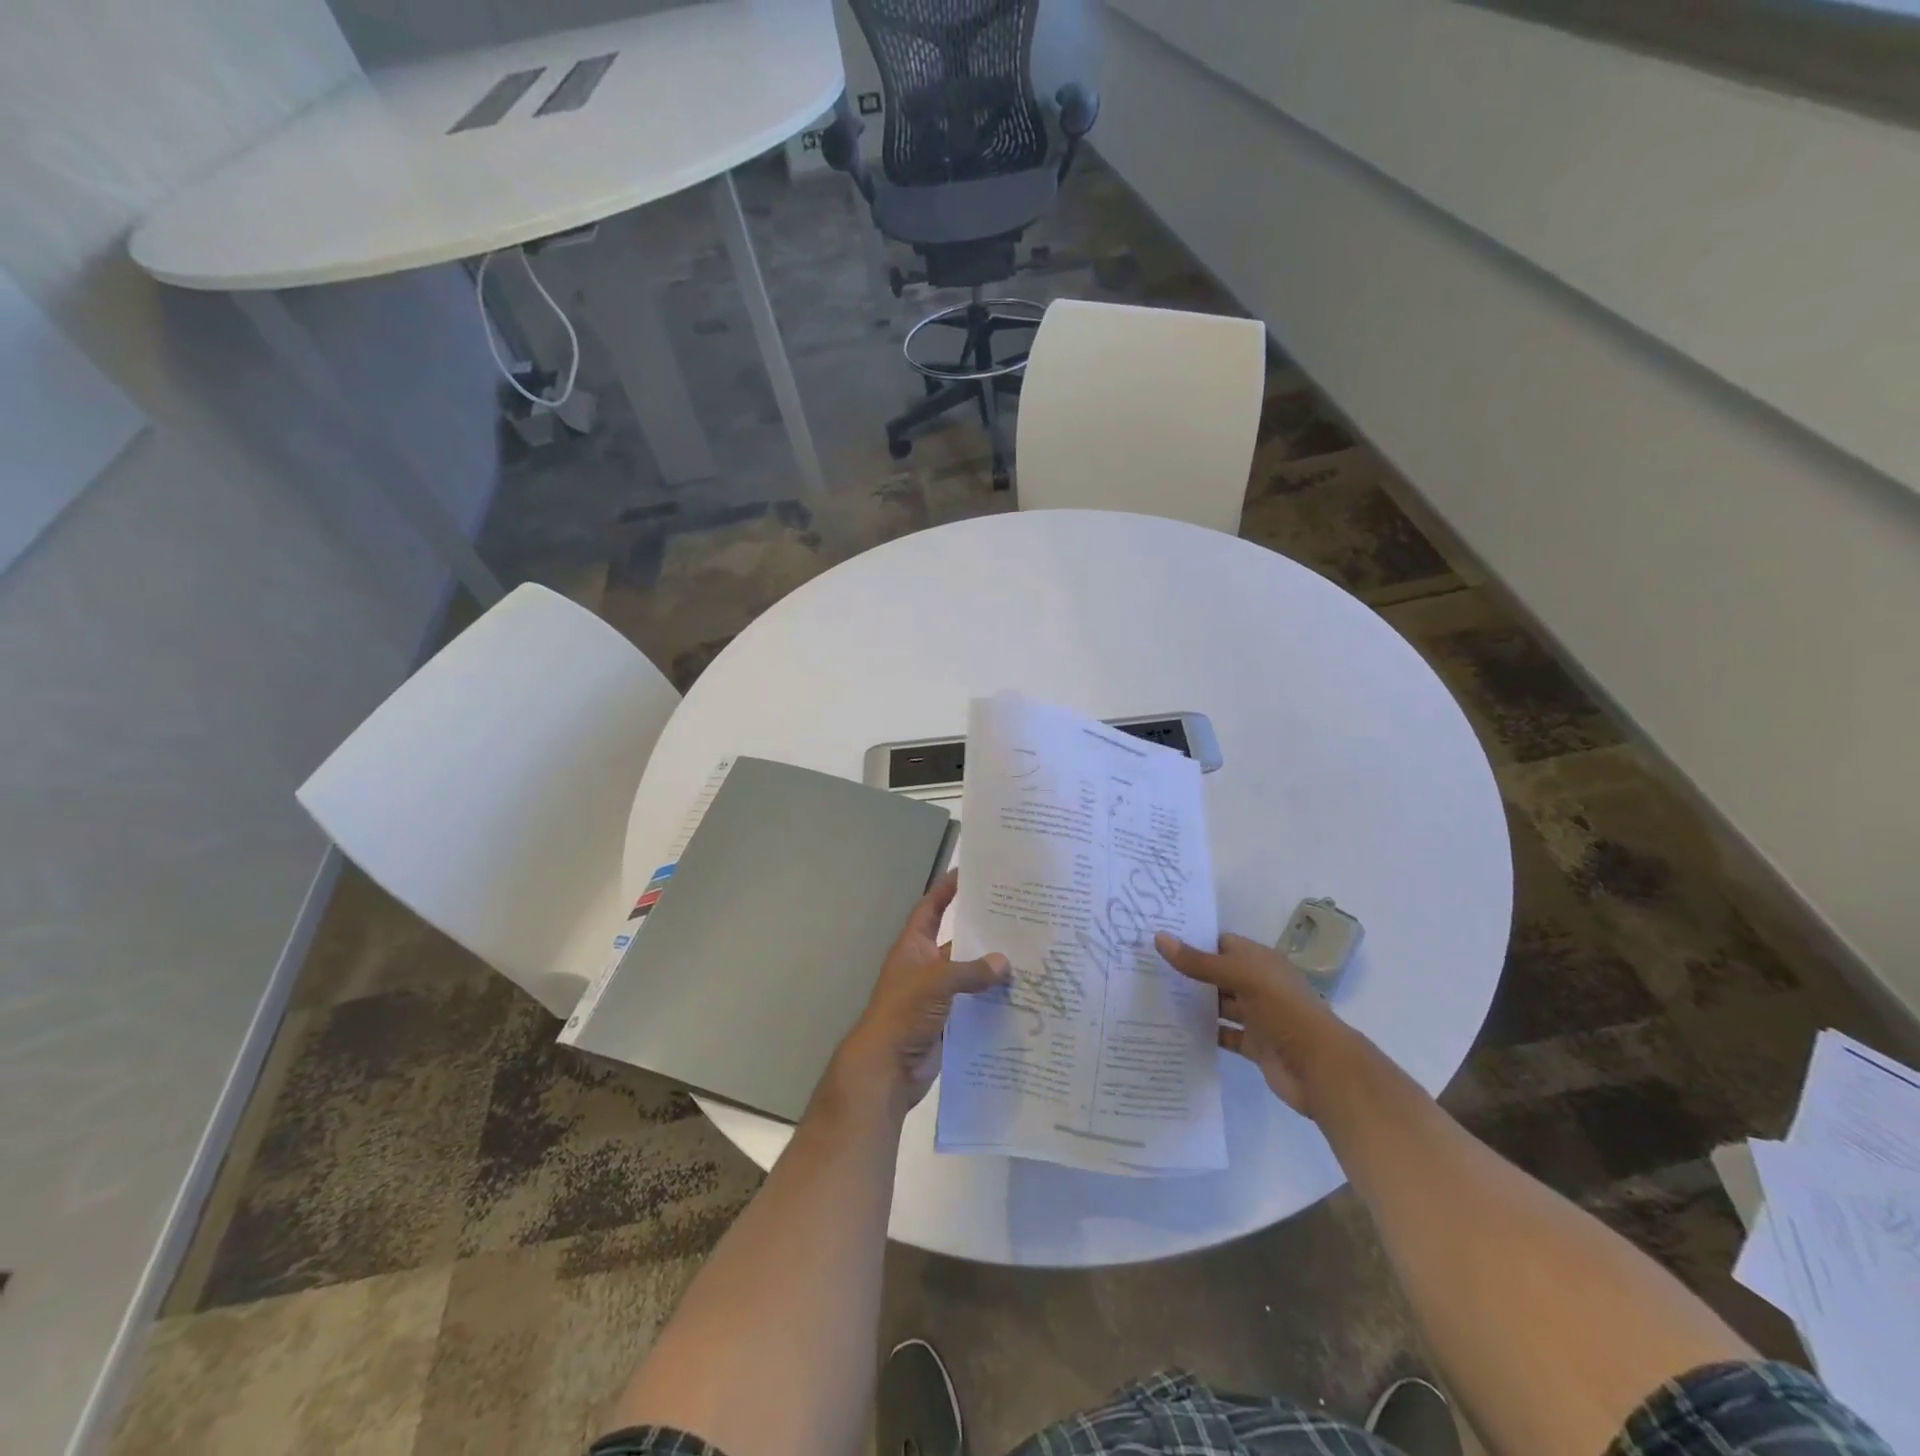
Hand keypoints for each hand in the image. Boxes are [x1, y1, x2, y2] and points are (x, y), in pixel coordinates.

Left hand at [826, 870, 1009, 1118]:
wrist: (886, 1069)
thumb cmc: (903, 1013)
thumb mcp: (936, 982)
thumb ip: (970, 970)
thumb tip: (1004, 962)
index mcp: (913, 947)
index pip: (931, 908)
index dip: (945, 889)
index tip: (969, 872)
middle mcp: (925, 966)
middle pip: (957, 942)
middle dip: (983, 932)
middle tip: (1017, 917)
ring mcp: (937, 996)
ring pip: (969, 975)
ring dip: (992, 969)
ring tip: (1029, 956)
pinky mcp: (948, 1022)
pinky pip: (974, 1005)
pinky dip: (993, 1001)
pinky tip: (1021, 996)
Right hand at [1154, 931, 1357, 1119]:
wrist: (1321, 1068)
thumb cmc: (1284, 1010)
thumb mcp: (1241, 977)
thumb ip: (1199, 962)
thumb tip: (1159, 938)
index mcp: (1260, 962)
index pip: (1222, 944)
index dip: (1194, 941)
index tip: (1158, 940)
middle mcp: (1258, 985)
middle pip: (1218, 974)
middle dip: (1189, 973)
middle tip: (1148, 969)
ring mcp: (1257, 1017)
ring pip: (1219, 1005)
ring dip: (1194, 1004)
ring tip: (1154, 998)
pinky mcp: (1255, 1045)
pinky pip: (1224, 1034)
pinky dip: (1205, 1033)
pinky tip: (1176, 1031)